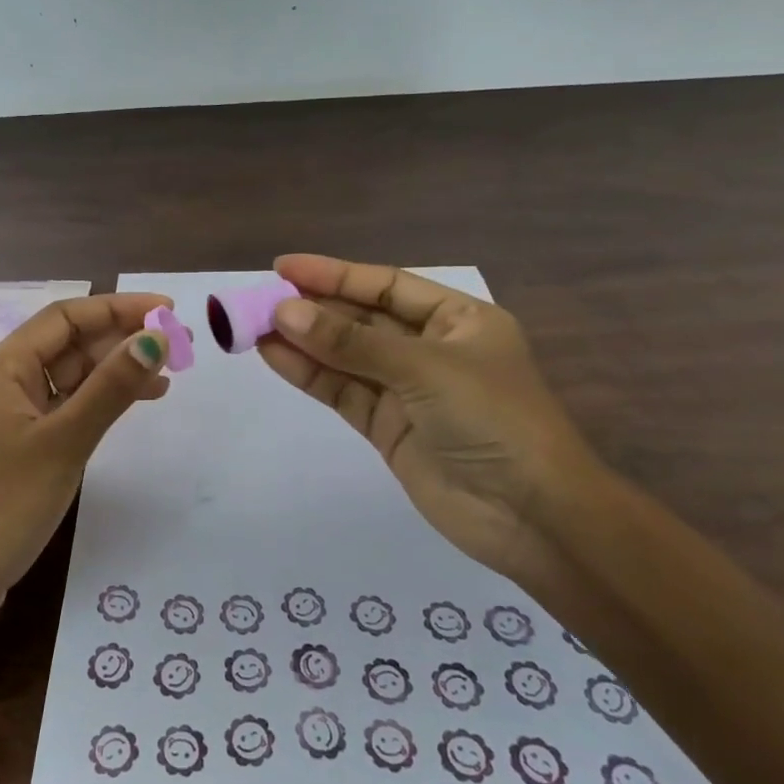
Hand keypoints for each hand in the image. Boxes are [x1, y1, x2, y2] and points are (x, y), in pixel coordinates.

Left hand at [0, 293, 172, 631]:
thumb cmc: (2, 505)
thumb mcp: (64, 442)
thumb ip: (110, 388)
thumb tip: (155, 339)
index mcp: (3, 367)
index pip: (67, 317)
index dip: (118, 308)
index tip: (168, 311)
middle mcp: (4, 382)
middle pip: (69, 344)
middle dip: (121, 339)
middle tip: (179, 346)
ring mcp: (11, 418)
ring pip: (69, 378)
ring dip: (114, 372)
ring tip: (167, 377)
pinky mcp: (19, 450)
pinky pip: (64, 410)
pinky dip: (98, 404)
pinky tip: (129, 409)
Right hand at [257, 254, 607, 583]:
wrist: (531, 516)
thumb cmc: (493, 420)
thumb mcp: (424, 369)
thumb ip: (351, 343)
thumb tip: (284, 312)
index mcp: (457, 320)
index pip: (385, 286)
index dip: (334, 274)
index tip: (282, 267)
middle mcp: (430, 349)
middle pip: (361, 319)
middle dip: (313, 308)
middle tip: (258, 299)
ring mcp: (407, 390)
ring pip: (346, 356)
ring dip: (303, 341)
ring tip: (253, 325)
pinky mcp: (388, 427)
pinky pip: (343, 391)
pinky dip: (310, 374)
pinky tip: (273, 356)